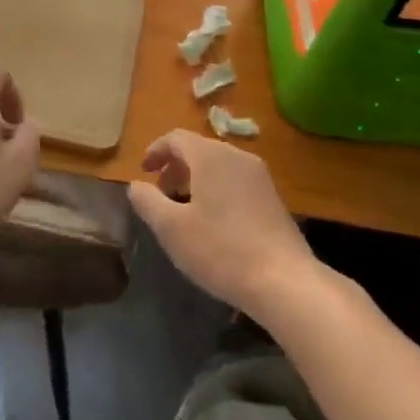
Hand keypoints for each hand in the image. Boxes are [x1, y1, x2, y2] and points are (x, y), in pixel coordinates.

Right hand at [128, 130, 319, 319]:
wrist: (284, 281)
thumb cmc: (221, 250)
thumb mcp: (171, 229)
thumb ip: (148, 202)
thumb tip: (136, 185)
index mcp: (210, 156)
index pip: (177, 138)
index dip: (156, 151)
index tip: (143, 172)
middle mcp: (237, 156)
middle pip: (199, 149)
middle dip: (176, 166)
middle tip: (160, 192)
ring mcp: (259, 176)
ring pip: (219, 165)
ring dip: (196, 178)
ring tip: (184, 207)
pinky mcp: (273, 197)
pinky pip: (236, 180)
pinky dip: (216, 188)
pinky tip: (214, 221)